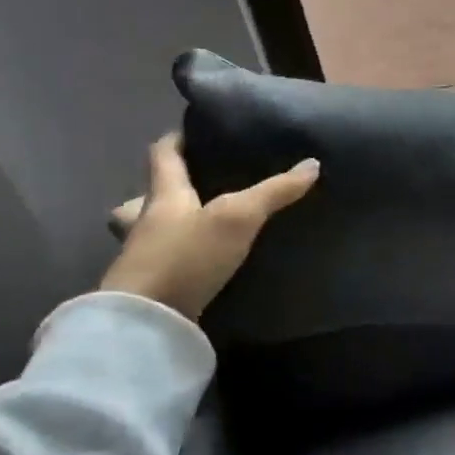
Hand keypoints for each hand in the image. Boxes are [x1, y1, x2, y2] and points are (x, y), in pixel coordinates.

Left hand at [99, 133, 317, 320]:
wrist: (146, 324)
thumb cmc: (186, 257)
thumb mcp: (238, 218)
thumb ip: (274, 191)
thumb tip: (312, 164)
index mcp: (163, 195)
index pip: (162, 154)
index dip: (176, 139)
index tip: (193, 130)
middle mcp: (145, 221)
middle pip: (146, 196)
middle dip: (164, 190)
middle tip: (195, 189)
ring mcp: (142, 258)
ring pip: (150, 232)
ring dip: (168, 227)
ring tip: (201, 228)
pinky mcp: (149, 288)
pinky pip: (163, 263)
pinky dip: (178, 258)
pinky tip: (201, 264)